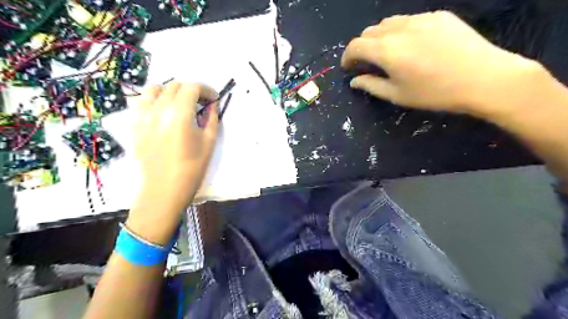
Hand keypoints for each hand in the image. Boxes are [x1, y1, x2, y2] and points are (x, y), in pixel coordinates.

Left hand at [127, 82, 218, 244]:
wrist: (165, 188)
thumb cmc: (193, 166)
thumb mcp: (209, 141)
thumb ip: (212, 118)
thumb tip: (212, 105)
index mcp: (180, 114)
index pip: (192, 87)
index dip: (206, 89)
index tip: (213, 98)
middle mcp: (159, 109)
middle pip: (175, 85)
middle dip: (192, 90)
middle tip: (201, 103)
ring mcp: (144, 115)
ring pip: (155, 89)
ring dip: (171, 91)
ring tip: (180, 104)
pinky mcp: (135, 124)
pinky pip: (143, 101)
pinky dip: (156, 99)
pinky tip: (164, 112)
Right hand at [339, 12, 542, 117]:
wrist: (484, 78)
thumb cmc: (435, 93)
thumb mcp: (397, 95)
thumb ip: (371, 85)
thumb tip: (354, 81)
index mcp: (386, 50)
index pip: (356, 45)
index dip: (347, 56)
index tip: (348, 67)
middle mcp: (399, 28)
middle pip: (369, 31)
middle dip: (362, 46)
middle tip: (367, 62)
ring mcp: (420, 18)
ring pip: (388, 23)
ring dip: (380, 37)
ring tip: (387, 53)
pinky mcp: (438, 15)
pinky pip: (410, 20)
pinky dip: (400, 31)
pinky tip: (412, 45)